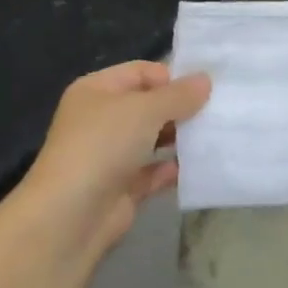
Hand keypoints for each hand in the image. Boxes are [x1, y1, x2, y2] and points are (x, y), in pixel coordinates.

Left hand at [17, 61, 211, 262]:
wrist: (70, 215)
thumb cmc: (103, 146)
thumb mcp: (144, 110)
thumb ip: (178, 95)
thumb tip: (205, 79)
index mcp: (96, 91)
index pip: (139, 72)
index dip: (170, 77)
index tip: (205, 89)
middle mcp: (100, 119)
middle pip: (147, 106)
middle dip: (179, 109)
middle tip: (217, 112)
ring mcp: (109, 155)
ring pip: (151, 140)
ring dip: (179, 139)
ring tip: (214, 137)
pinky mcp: (120, 188)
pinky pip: (152, 173)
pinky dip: (171, 170)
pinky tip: (197, 168)